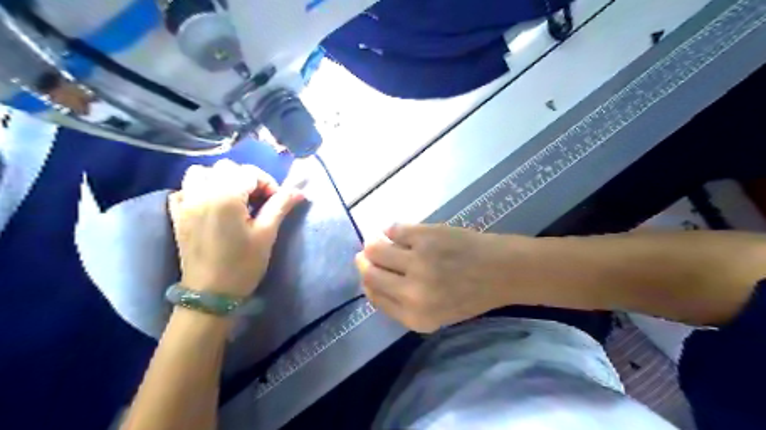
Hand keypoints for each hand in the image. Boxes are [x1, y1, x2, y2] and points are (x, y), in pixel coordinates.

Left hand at [168, 160, 304, 297]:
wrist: (210, 294)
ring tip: (233, 198)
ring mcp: (185, 203)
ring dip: (219, 179)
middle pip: (226, 167)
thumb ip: (280, 206)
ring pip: (200, 173)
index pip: (249, 173)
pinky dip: (198, 189)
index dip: (268, 184)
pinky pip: (184, 189)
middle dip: (246, 178)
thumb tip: (298, 191)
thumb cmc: (242, 265)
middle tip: (257, 200)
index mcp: (225, 196)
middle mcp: (201, 192)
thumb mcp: (266, 234)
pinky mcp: (177, 215)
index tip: (275, 202)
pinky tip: (210, 205)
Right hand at [357, 225, 540, 331]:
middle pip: (369, 273)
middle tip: (367, 253)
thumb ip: (401, 303)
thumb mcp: (435, 314)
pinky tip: (396, 232)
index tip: (368, 271)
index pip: (374, 296)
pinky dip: (391, 230)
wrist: (502, 271)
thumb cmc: (471, 294)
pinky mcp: (425, 236)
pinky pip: (394, 230)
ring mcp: (418, 261)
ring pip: (376, 248)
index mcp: (415, 316)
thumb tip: (370, 278)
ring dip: (374, 244)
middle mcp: (412, 292)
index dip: (367, 282)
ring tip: (382, 241)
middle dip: (364, 262)